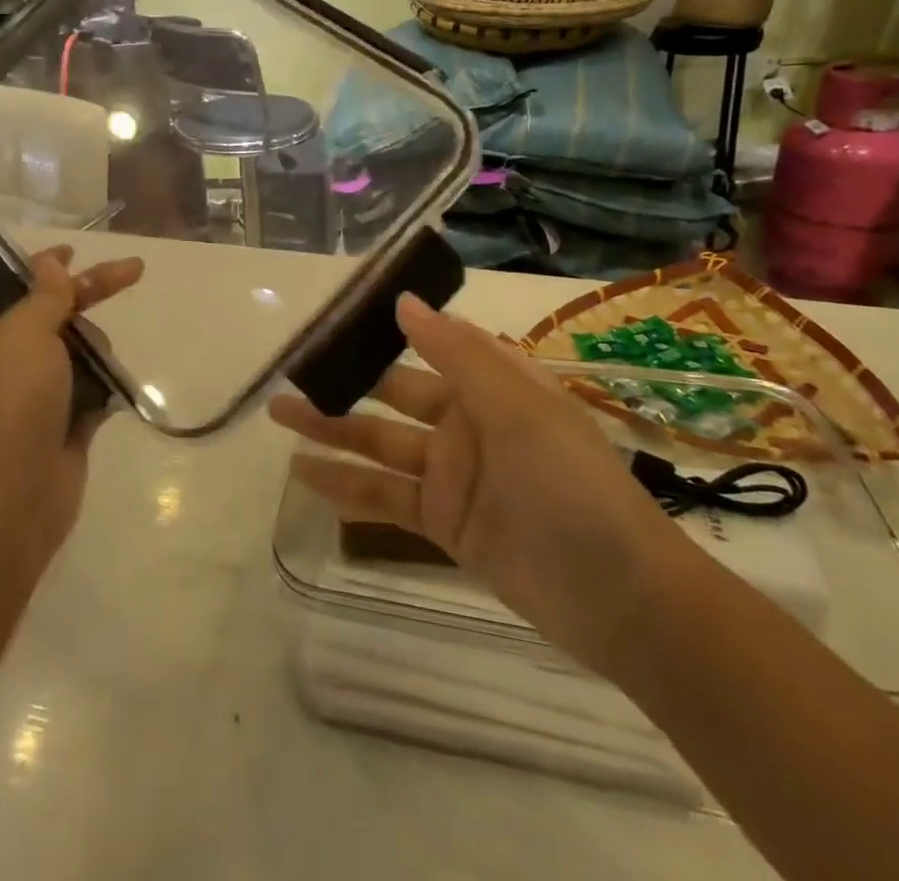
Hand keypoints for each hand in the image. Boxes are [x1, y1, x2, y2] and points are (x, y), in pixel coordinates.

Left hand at [0, 246, 143, 584]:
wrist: (6, 503)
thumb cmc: (7, 403)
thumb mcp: (23, 332)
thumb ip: (45, 294)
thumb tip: (49, 263)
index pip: (11, 283)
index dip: (45, 265)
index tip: (76, 250)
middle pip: (52, 312)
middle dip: (88, 297)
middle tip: (134, 273)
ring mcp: (30, 394)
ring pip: (75, 351)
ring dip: (94, 349)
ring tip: (97, 368)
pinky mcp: (59, 424)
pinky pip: (89, 388)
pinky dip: (102, 385)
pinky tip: (110, 389)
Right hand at [269, 294, 691, 673]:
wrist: (620, 599)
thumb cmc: (571, 484)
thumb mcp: (518, 407)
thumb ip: (456, 354)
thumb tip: (403, 300)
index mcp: (491, 385)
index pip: (430, 343)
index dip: (386, 328)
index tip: (337, 314)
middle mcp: (467, 422)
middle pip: (393, 394)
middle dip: (345, 381)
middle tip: (291, 370)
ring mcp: (452, 474)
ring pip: (379, 444)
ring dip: (331, 431)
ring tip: (278, 415)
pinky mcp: (442, 522)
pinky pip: (385, 497)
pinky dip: (346, 487)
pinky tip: (304, 476)